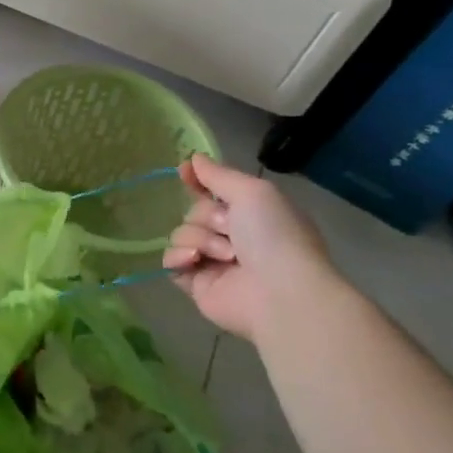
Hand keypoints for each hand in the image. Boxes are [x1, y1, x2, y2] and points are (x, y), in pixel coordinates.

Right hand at [163, 154, 341, 343]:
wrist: (281, 293)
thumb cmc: (274, 236)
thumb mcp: (252, 192)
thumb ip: (219, 174)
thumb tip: (194, 158)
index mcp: (251, 214)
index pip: (214, 191)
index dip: (198, 181)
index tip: (184, 172)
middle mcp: (233, 237)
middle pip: (195, 212)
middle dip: (206, 217)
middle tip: (230, 230)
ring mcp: (213, 262)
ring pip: (182, 234)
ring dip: (200, 239)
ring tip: (226, 255)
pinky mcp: (196, 284)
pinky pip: (171, 262)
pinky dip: (179, 257)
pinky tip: (195, 260)